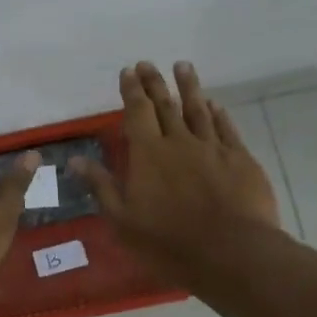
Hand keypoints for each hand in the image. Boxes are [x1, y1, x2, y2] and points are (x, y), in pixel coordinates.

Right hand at [75, 62, 281, 281]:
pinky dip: (219, 114)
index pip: (137, 113)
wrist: (232, 253)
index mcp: (148, 154)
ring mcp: (213, 148)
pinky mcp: (241, 160)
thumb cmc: (169, 242)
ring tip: (183, 66)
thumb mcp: (123, 220)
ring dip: (189, 87)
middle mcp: (179, 142)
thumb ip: (101, 186)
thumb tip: (75, 159)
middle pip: (166, 105)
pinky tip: (215, 105)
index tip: (128, 71)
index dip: (131, 91)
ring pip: (198, 110)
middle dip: (155, 82)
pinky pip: (226, 129)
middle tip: (148, 64)